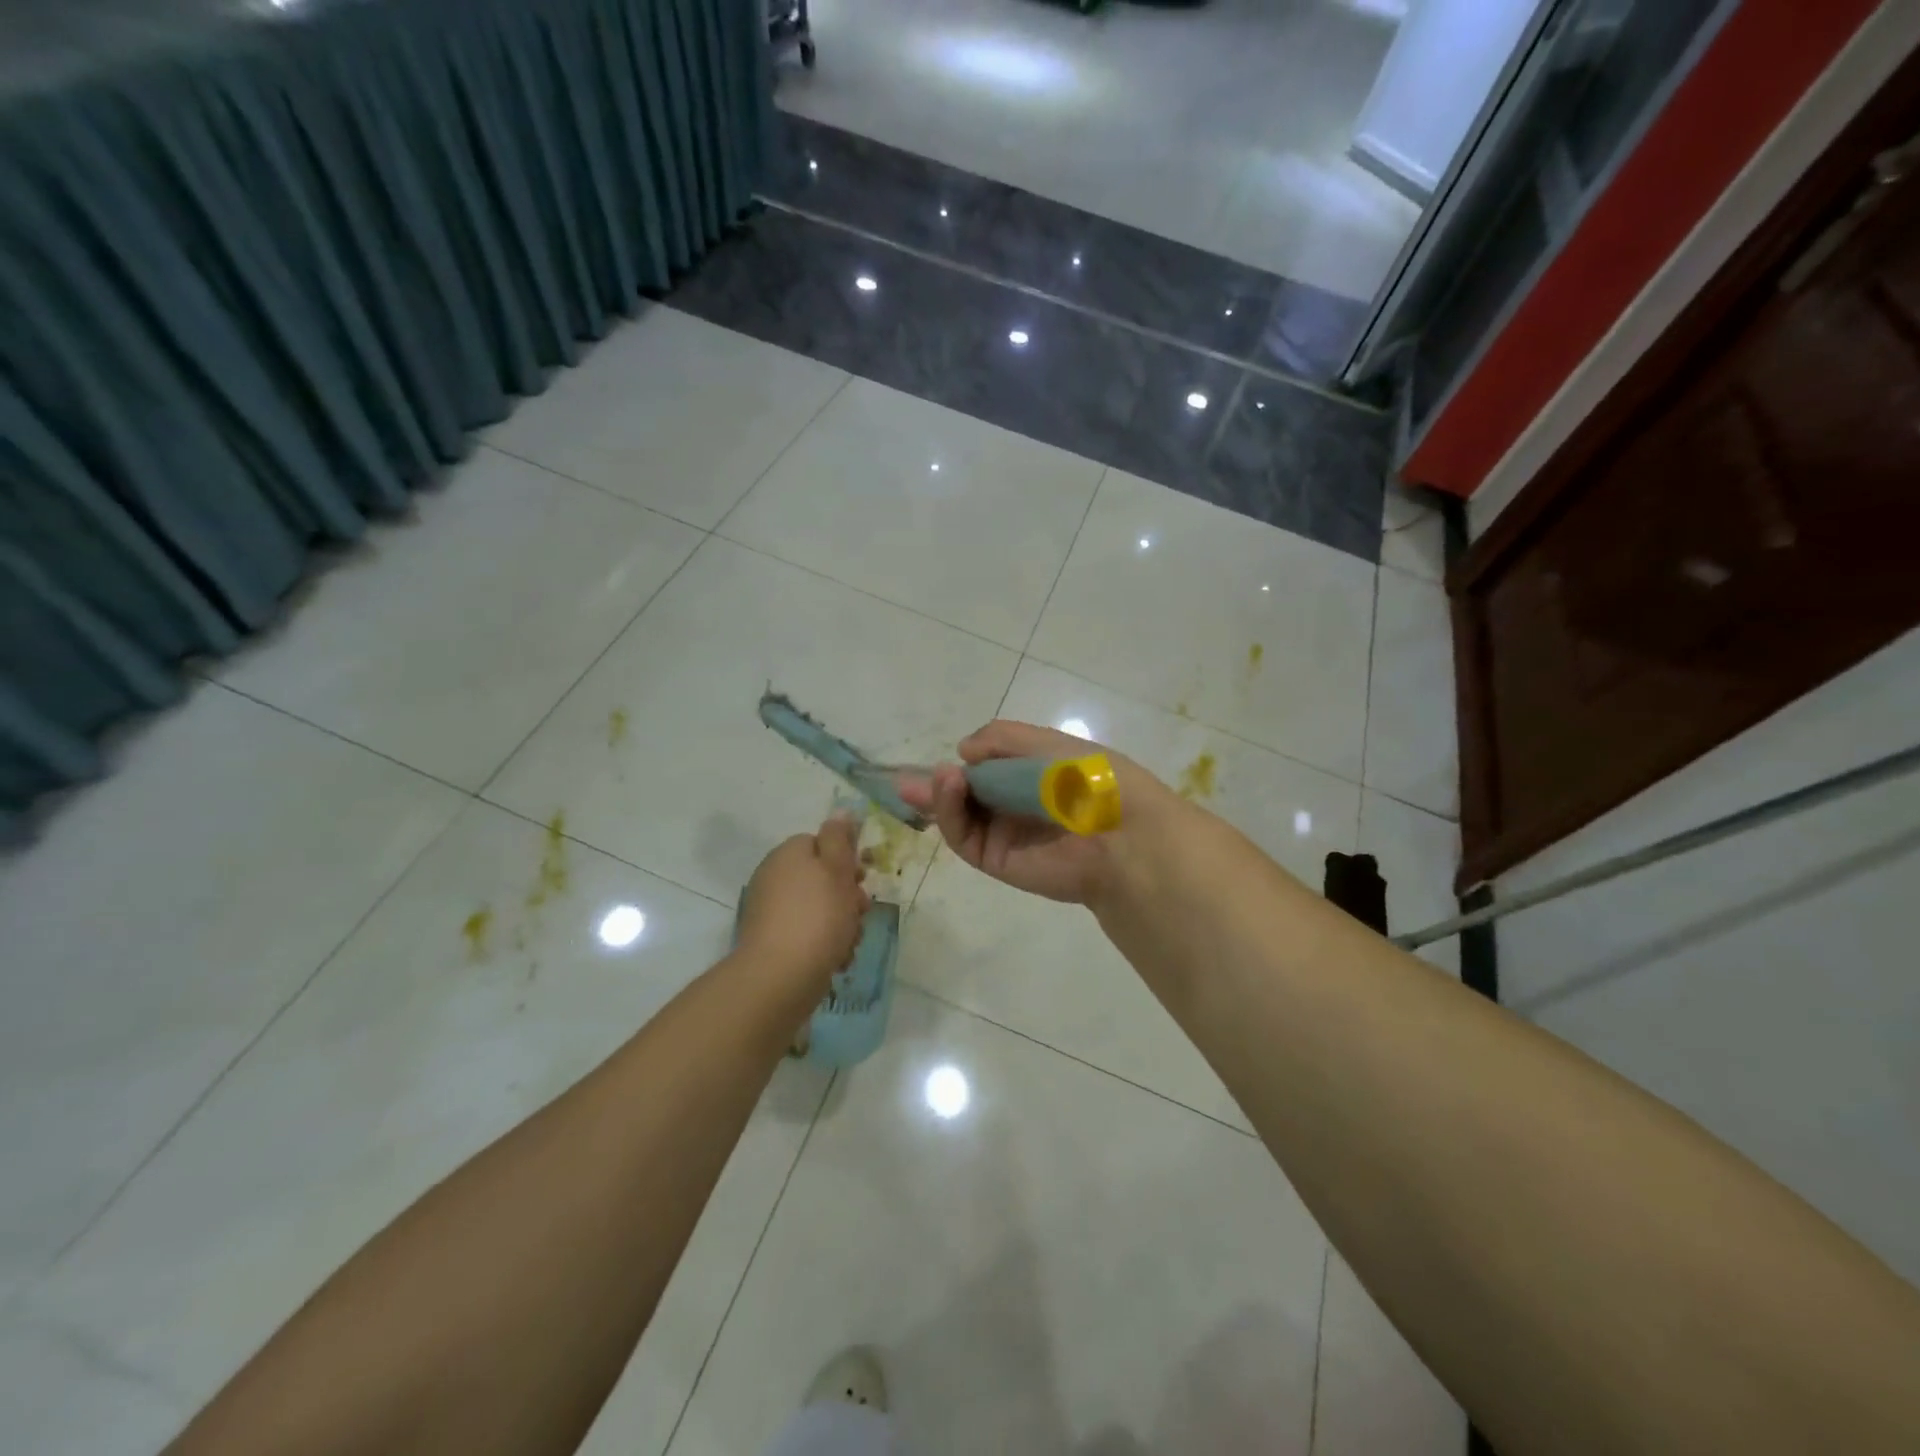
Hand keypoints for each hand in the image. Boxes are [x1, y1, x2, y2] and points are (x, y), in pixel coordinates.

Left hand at [738, 815, 870, 992]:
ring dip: (841, 922)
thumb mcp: (837, 868)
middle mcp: (774, 877)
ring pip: (819, 907)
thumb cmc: (818, 916)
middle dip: (847, 895)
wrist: (780, 977)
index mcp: (788, 854)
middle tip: (861, 912)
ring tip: (850, 942)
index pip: (821, 843)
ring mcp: (771, 910)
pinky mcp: (772, 941)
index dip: (846, 859)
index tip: (862, 878)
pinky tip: (837, 959)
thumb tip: (840, 811)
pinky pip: (807, 933)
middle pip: (821, 877)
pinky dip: (825, 943)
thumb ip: (839, 838)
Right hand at [897, 720, 1170, 906]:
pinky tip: (948, 786)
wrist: (1120, 834)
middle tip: (904, 779)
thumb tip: (963, 750)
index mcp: (1034, 778)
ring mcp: (1004, 835)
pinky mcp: (996, 860)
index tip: (944, 757)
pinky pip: (964, 836)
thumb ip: (1003, 740)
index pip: (989, 770)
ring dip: (940, 796)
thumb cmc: (1089, 779)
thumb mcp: (1048, 744)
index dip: (963, 765)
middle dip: (937, 786)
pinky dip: (949, 812)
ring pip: (959, 816)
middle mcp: (1016, 807)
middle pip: (966, 797)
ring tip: (936, 777)